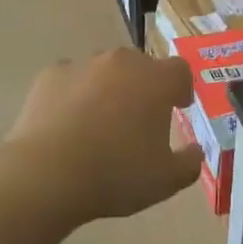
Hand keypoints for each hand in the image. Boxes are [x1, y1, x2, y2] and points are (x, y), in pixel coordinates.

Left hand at [5, 49, 201, 223]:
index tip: (178, 107)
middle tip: (138, 119)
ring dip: (108, 88)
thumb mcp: (166, 180)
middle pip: (141, 66)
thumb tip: (195, 151)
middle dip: (144, 87)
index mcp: (155, 81)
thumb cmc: (116, 174)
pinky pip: (71, 79)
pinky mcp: (50, 75)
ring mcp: (83, 65)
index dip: (181, 88)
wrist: (47, 173)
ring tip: (99, 122)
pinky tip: (68, 123)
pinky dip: (74, 94)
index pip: (179, 70)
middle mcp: (121, 62)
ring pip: (104, 70)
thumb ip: (189, 163)